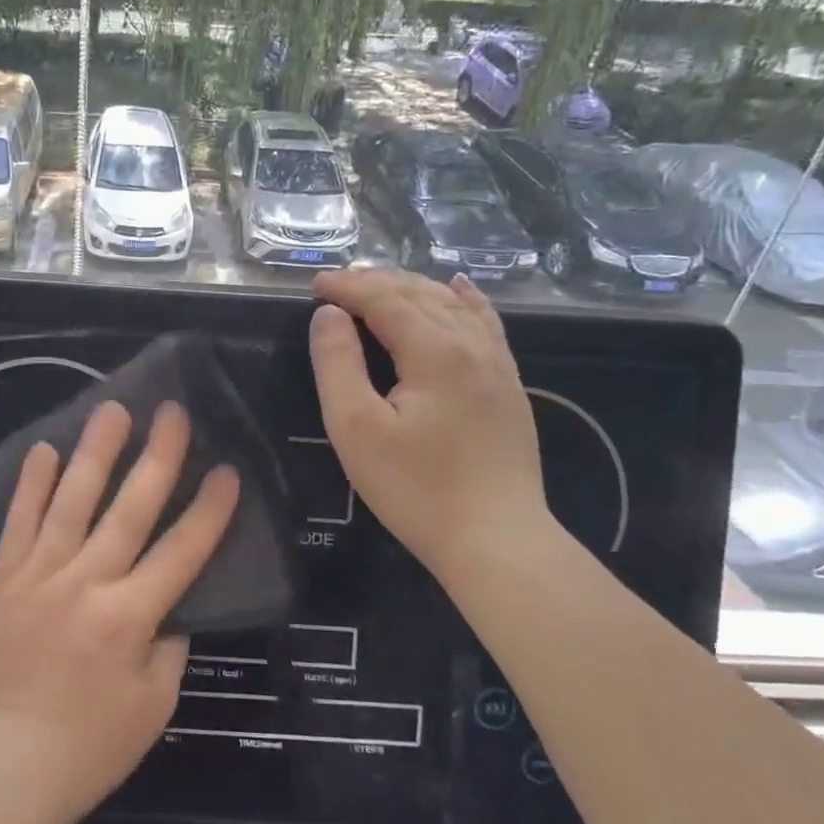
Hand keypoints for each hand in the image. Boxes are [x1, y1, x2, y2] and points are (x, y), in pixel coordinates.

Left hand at [0, 400, 239, 823]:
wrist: (5, 767)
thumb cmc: (91, 746)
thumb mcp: (155, 704)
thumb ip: (170, 643)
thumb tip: (174, 598)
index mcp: (130, 618)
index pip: (181, 551)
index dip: (209, 509)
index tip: (227, 469)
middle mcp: (86, 584)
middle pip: (130, 509)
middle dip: (158, 457)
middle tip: (173, 412)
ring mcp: (39, 575)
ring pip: (72, 501)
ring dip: (95, 452)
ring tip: (112, 409)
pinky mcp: (2, 578)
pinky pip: (18, 522)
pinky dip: (31, 485)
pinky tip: (44, 449)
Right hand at [307, 268, 548, 573]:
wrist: (496, 541)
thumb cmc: (415, 488)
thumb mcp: (356, 427)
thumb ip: (338, 363)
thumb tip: (328, 315)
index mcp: (434, 351)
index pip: (385, 299)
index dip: (347, 287)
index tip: (314, 285)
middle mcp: (472, 344)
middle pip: (420, 293)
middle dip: (375, 282)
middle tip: (337, 286)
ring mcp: (498, 364)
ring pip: (453, 304)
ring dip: (412, 287)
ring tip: (379, 285)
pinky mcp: (509, 386)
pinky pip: (486, 323)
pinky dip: (465, 299)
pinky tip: (458, 288)